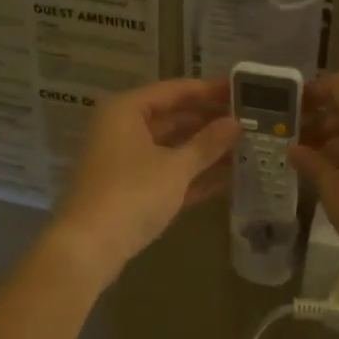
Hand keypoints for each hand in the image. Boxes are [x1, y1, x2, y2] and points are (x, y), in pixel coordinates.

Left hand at [49, 78, 240, 280]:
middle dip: (209, 122)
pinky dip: (192, 175)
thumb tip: (236, 123)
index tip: (241, 91)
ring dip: (204, 150)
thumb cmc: (132, 193)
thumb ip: (207, 144)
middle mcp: (122, 130)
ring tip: (245, 148)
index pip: (174, 90)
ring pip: (171, 148)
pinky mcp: (130, 191)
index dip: (208, 91)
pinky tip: (228, 177)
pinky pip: (166, 174)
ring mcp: (125, 162)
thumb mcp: (175, 166)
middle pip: (172, 118)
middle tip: (249, 122)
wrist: (89, 247)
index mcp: (126, 111)